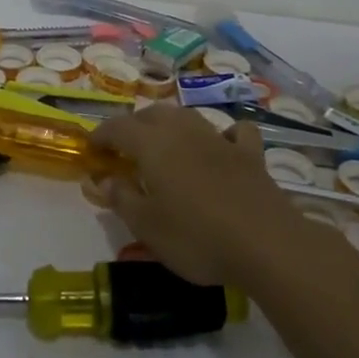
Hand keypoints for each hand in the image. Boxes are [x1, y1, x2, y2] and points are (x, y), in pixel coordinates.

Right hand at [82, 106, 301, 284]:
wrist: (266, 243)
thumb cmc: (196, 236)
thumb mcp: (147, 226)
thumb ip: (121, 198)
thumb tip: (103, 179)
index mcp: (152, 145)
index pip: (118, 127)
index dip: (102, 135)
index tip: (92, 149)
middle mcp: (183, 131)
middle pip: (152, 114)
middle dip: (134, 126)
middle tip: (125, 148)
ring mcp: (219, 139)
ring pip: (188, 116)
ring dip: (171, 123)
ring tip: (164, 142)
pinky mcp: (250, 154)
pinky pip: (235, 132)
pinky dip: (225, 134)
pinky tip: (223, 144)